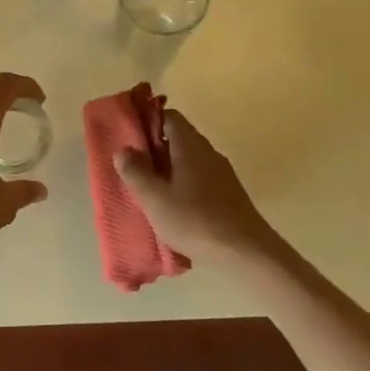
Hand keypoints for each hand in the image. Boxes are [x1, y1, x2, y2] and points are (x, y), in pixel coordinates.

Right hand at [115, 110, 288, 270]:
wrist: (247, 253)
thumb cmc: (195, 221)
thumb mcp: (155, 198)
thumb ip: (135, 171)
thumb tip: (123, 149)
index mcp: (190, 145)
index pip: (169, 116)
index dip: (148, 122)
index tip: (130, 139)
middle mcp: (208, 152)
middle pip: (178, 138)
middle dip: (154, 149)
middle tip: (133, 168)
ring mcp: (221, 173)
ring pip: (189, 161)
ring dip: (168, 170)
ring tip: (149, 190)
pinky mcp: (228, 194)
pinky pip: (199, 179)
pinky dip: (183, 185)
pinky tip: (174, 208)